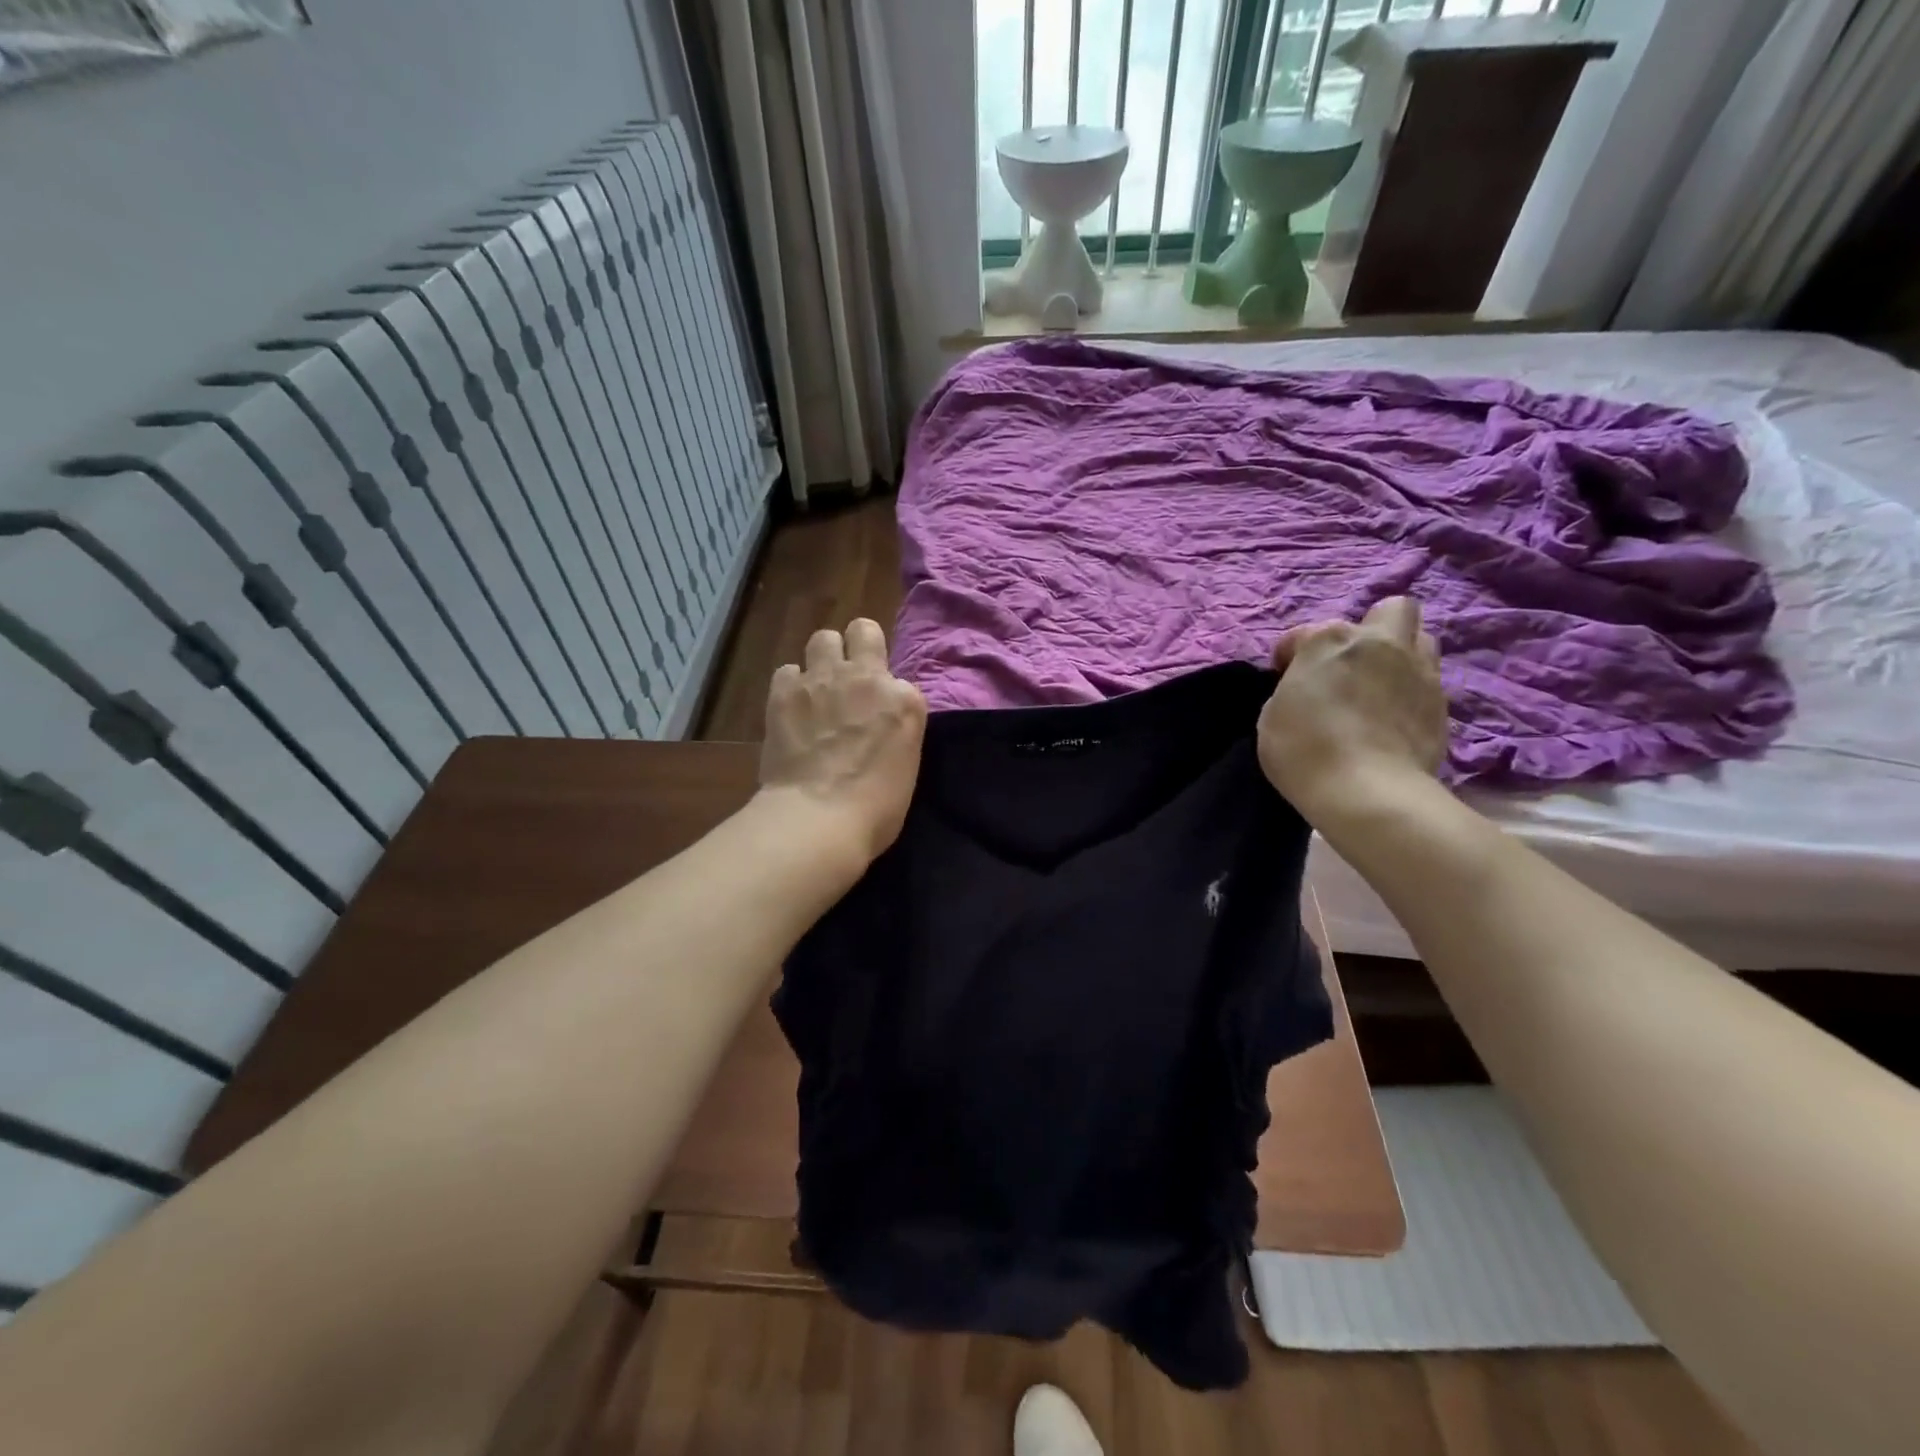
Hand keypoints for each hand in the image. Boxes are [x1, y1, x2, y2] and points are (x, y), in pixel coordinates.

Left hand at [758, 619, 928, 863]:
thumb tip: (876, 723)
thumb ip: (895, 730)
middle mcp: (867, 677)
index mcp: (905, 700)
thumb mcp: (906, 764)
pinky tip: (791, 708)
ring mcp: (823, 679)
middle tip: (849, 677)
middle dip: (857, 645)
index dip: (888, 696)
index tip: (880, 718)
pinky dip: (790, 686)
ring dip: (822, 659)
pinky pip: (786, 670)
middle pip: (862, 630)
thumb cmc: (875, 808)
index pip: (900, 680)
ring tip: (817, 688)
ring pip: (822, 638)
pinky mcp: (785, 692)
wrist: (820, 818)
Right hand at [1257, 597, 1447, 820]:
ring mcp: (1418, 670)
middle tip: (1351, 663)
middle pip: (1390, 610)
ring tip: (1380, 685)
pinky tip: (1394, 718)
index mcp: (1329, 640)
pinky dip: (1411, 692)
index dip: (1289, 656)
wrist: (1366, 791)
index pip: (1302, 634)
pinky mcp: (1442, 704)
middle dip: (1371, 629)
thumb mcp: (1272, 716)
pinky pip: (1428, 682)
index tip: (1285, 679)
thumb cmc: (1304, 750)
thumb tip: (1310, 688)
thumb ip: (1294, 688)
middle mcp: (1380, 643)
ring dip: (1400, 654)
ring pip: (1421, 639)